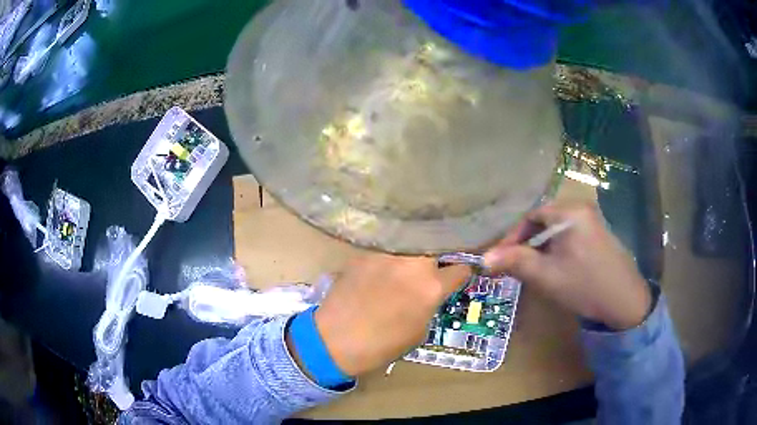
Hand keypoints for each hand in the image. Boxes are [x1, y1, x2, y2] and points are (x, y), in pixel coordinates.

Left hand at [312, 255, 469, 376]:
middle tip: (437, 262)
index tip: (460, 272)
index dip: (463, 271)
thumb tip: (432, 291)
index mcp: (431, 287)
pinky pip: (387, 247)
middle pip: (438, 245)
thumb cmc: (381, 345)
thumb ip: (431, 304)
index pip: (461, 268)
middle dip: (441, 253)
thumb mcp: (419, 330)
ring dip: (416, 249)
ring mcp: (387, 254)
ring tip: (413, 258)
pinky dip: (392, 253)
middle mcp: (413, 263)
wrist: (335, 340)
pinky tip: (387, 263)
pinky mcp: (365, 252)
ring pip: (413, 241)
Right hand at [484, 201, 651, 330]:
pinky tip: (555, 268)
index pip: (531, 216)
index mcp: (570, 212)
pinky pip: (569, 236)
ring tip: (532, 269)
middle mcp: (582, 209)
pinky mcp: (599, 234)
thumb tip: (483, 258)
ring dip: (540, 248)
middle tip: (514, 265)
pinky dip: (556, 250)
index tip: (500, 258)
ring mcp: (593, 221)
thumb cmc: (584, 285)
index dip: (512, 237)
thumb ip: (515, 262)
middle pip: (544, 221)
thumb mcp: (546, 275)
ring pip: (556, 230)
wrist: (625, 301)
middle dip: (526, 243)